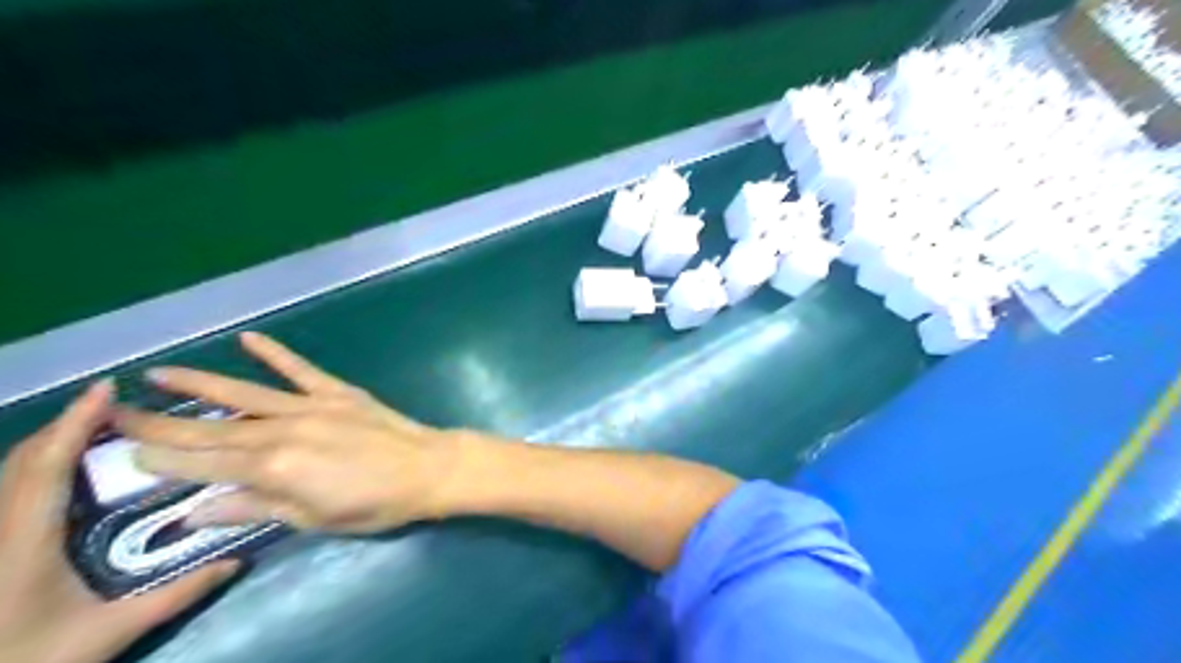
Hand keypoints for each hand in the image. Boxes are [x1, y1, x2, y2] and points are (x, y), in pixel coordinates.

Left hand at [0, 381, 236, 662]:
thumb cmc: (29, 659)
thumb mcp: (110, 631)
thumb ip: (177, 594)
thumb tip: (237, 562)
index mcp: (25, 540)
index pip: (48, 466)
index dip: (75, 422)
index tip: (106, 388)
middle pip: (24, 459)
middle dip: (67, 423)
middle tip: (116, 403)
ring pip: (10, 473)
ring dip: (53, 441)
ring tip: (98, 424)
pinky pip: (10, 490)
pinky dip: (39, 465)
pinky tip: (68, 468)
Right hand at [114, 331, 471, 533]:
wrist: (428, 468)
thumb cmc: (374, 503)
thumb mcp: (312, 518)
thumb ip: (255, 509)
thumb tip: (197, 512)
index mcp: (274, 468)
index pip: (204, 464)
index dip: (163, 459)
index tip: (124, 450)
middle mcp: (284, 431)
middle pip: (213, 428)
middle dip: (162, 422)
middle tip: (116, 411)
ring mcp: (312, 406)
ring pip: (246, 394)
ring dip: (202, 384)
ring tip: (161, 373)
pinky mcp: (338, 392)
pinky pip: (301, 370)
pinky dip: (276, 353)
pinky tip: (249, 338)